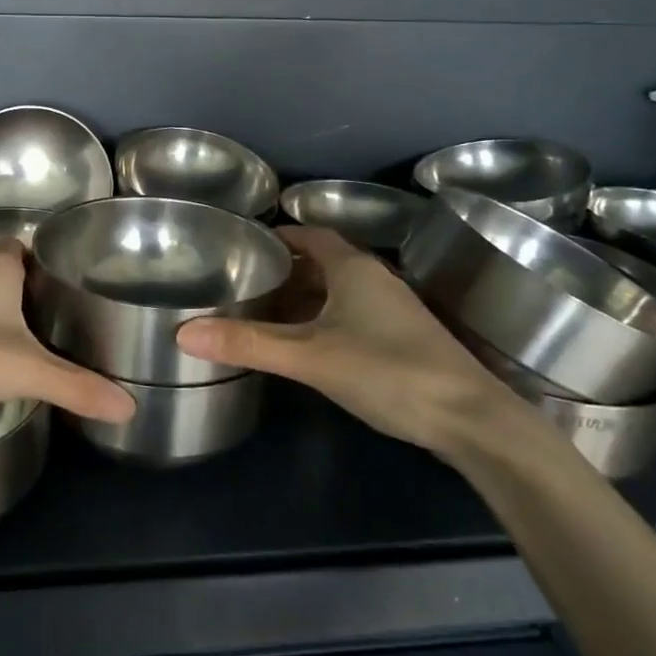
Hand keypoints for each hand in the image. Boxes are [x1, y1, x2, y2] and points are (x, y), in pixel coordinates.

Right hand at [175, 226, 519, 456]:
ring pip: (337, 291)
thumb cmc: (387, 371)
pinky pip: (351, 314)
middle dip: (284, 269)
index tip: (243, 244)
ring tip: (263, 311)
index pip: (310, 234)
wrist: (472, 421)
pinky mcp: (403, 339)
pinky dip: (323, 319)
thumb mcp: (309, 357)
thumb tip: (183, 333)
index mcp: (353, 268)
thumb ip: (248, 344)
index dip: (278, 235)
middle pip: (322, 262)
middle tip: (243, 281)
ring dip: (303, 297)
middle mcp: (375, 279)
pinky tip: (304, 344)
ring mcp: (393, 310)